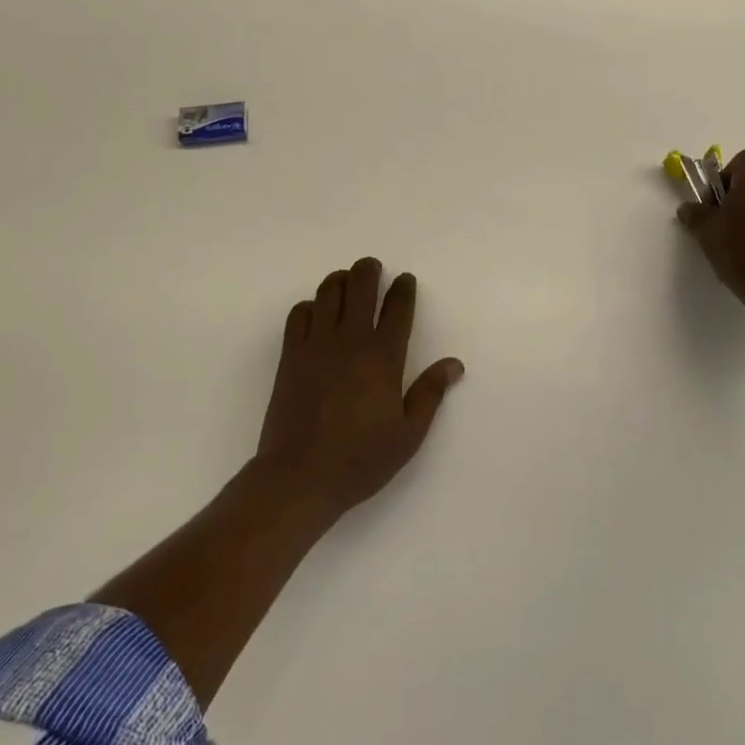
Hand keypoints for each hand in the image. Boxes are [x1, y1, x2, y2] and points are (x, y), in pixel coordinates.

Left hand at [255, 257, 463, 521]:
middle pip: (360, 287)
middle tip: (373, 268)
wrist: (299, 477)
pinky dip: (310, 305)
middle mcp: (350, 340)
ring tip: (347, 282)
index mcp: (383, 357)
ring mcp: (316, 344)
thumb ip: (430, 393)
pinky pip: (299, 314)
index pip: (397, 308)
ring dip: (340, 281)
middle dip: (369, 270)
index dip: (404, 289)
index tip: (406, 280)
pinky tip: (316, 313)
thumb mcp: (408, 434)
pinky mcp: (291, 355)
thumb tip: (454, 364)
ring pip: (328, 293)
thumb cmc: (360, 459)